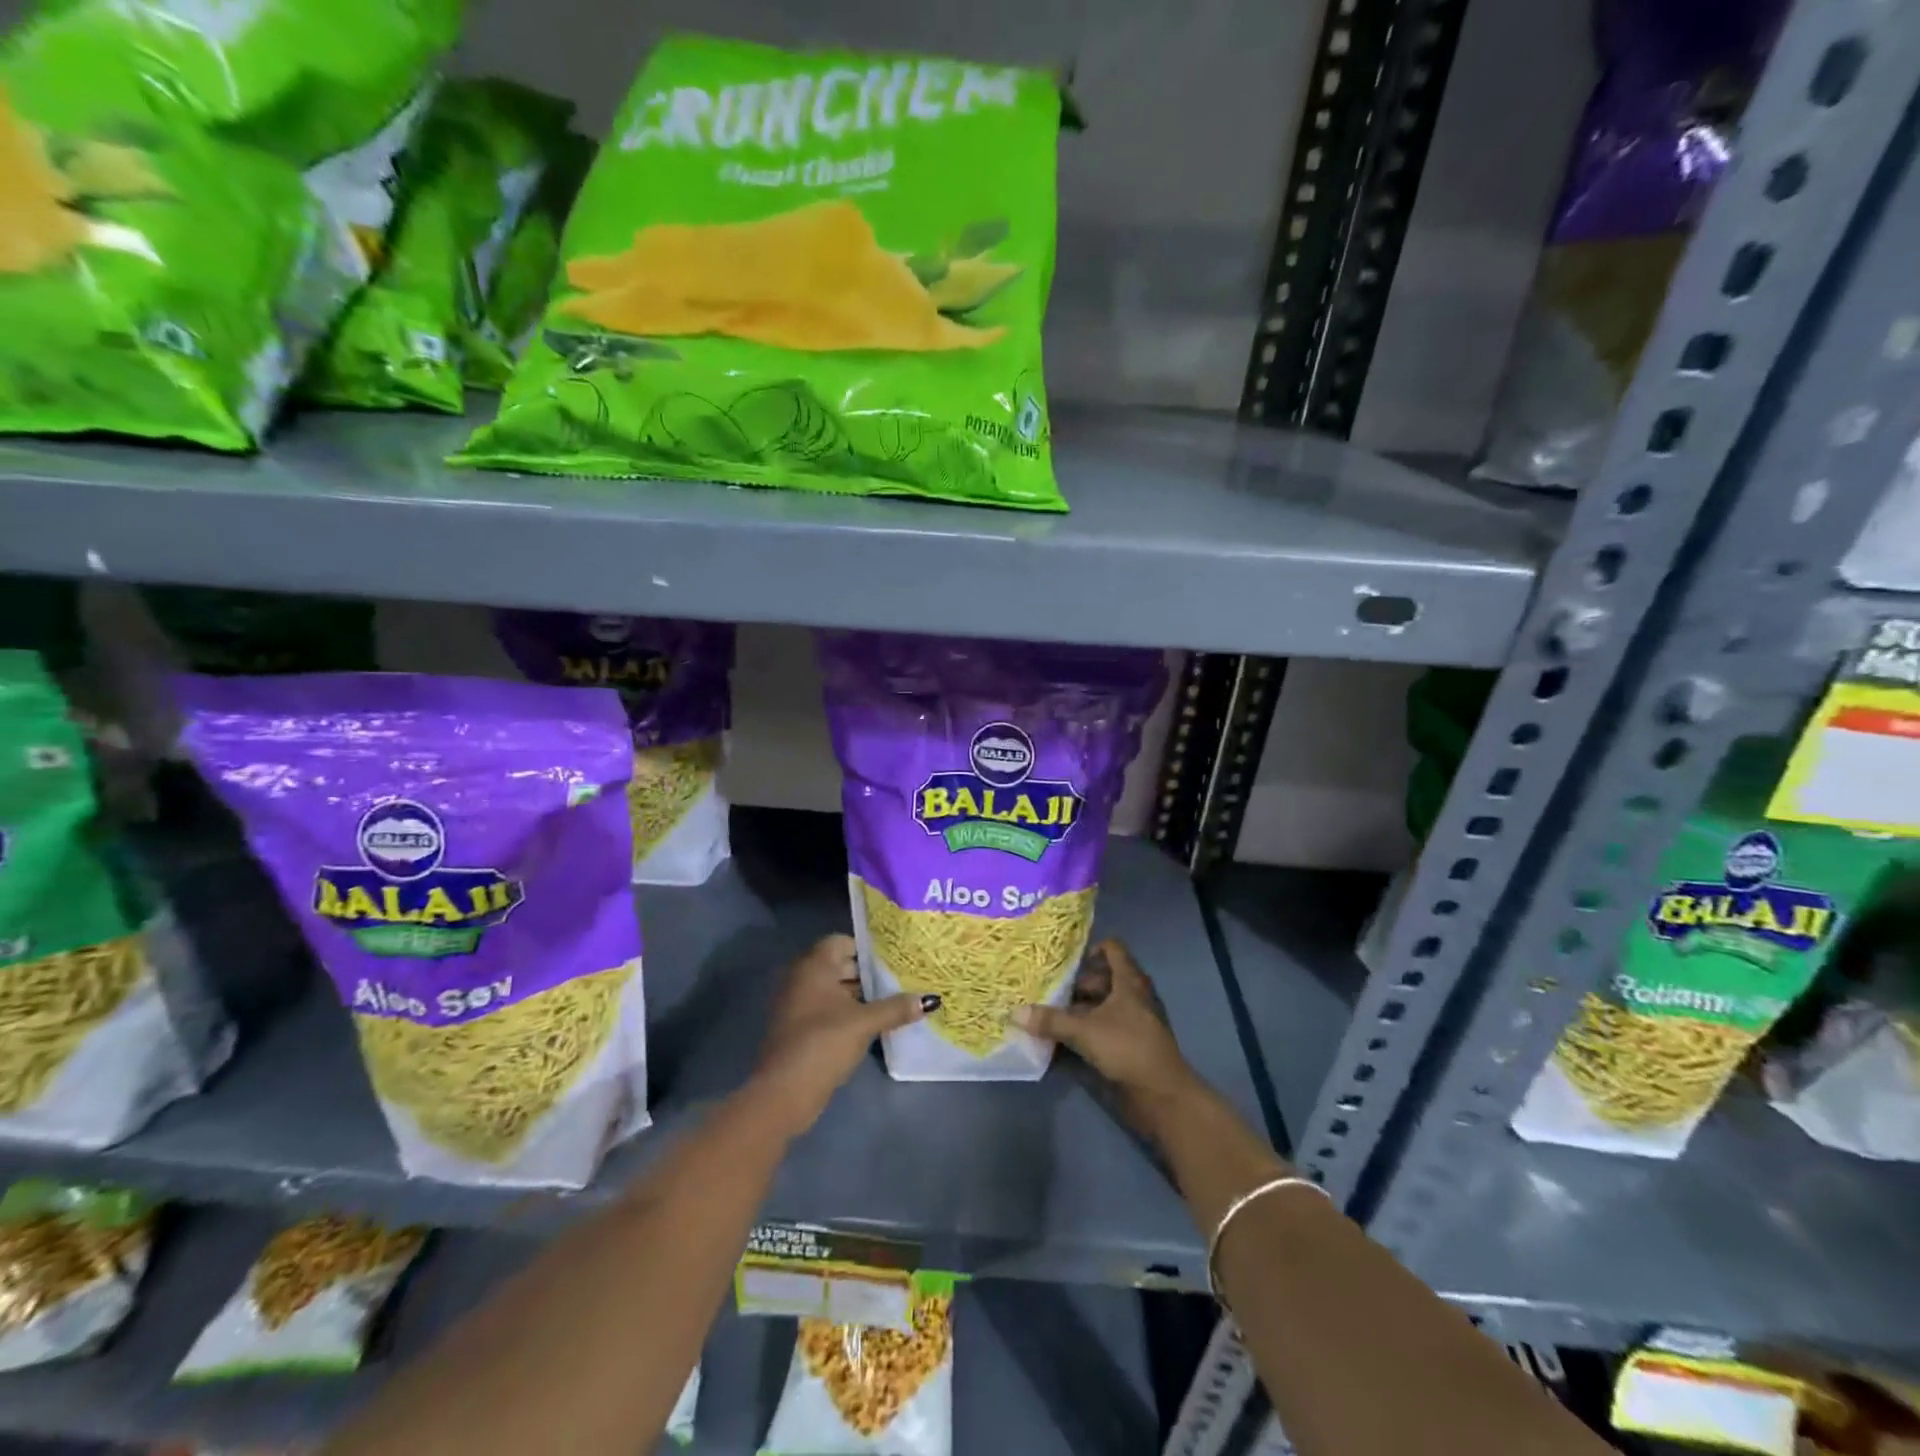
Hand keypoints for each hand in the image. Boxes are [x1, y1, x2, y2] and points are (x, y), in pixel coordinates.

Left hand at [752, 934, 933, 1136]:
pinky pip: (828, 1009)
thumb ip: (896, 1008)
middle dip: (868, 973)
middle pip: (840, 965)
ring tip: (894, 1001)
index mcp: (814, 966)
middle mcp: (802, 978)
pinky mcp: (800, 1028)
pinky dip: (848, 1012)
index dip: (868, 948)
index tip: (894, 958)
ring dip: (860, 996)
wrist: (784, 1091)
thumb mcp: (864, 1023)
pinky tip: (873, 1024)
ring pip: (835, 990)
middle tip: (901, 978)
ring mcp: (798, 1004)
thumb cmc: (823, 1043)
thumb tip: (930, 1000)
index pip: (842, 942)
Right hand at [1012, 940, 1200, 1113]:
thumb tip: (1015, 1012)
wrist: (1162, 1095)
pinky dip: (1085, 1028)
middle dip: (1075, 983)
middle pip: (1102, 978)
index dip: (1089, 949)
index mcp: (1128, 981)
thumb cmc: (1127, 1048)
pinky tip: (1062, 1037)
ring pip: (1101, 1004)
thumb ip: (1051, 1021)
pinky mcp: (1129, 1044)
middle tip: (1047, 988)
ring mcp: (1132, 1021)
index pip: (1112, 949)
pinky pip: (1103, 1027)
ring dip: (1078, 1008)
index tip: (1064, 961)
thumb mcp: (1084, 1031)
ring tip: (1048, 1012)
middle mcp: (1132, 995)